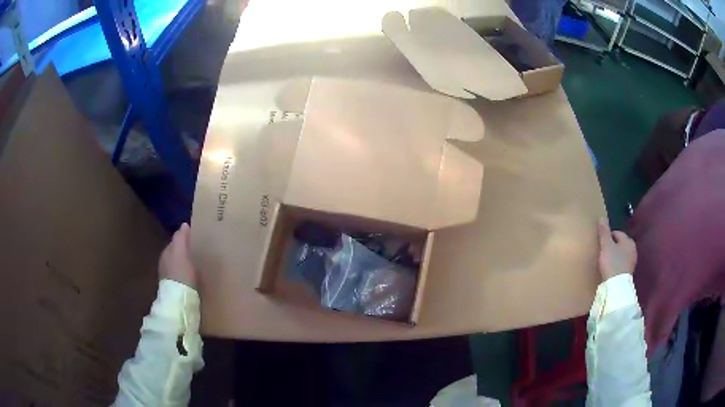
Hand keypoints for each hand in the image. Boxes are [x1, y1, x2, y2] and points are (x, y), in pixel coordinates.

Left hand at [159, 223, 197, 288]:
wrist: (179, 299)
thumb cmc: (180, 273)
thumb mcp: (180, 252)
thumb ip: (180, 238)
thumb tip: (184, 224)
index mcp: (166, 253)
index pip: (175, 241)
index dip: (184, 239)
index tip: (195, 238)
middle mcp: (165, 263)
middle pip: (176, 253)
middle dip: (184, 251)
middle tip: (197, 250)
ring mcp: (169, 277)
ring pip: (178, 265)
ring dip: (185, 263)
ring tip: (197, 264)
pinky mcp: (176, 289)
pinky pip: (181, 276)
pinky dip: (186, 274)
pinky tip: (194, 277)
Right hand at [597, 218, 636, 280]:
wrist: (617, 286)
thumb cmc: (612, 263)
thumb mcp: (606, 246)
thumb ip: (604, 232)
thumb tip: (601, 218)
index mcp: (628, 240)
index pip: (617, 233)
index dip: (608, 236)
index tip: (601, 243)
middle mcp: (633, 249)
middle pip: (620, 244)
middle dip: (612, 246)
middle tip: (603, 251)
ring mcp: (632, 262)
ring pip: (621, 254)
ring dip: (615, 255)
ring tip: (606, 261)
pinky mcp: (629, 272)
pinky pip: (621, 264)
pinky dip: (616, 264)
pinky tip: (610, 269)